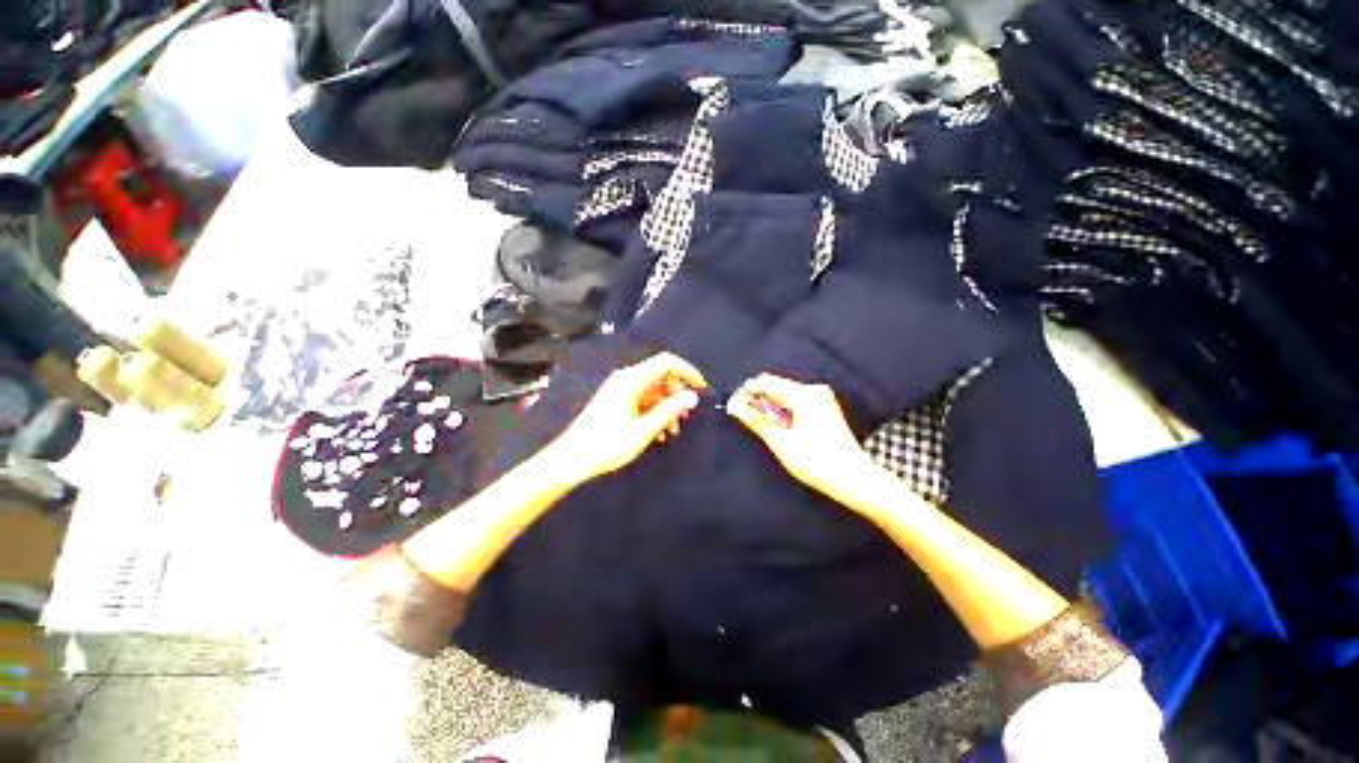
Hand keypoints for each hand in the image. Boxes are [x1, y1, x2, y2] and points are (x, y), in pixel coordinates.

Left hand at [548, 352, 706, 480]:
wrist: (571, 459)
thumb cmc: (606, 445)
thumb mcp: (643, 430)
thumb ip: (669, 411)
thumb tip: (692, 396)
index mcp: (631, 379)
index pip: (666, 362)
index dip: (687, 371)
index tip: (701, 388)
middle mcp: (626, 379)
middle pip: (661, 376)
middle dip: (677, 394)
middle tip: (686, 417)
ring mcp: (620, 390)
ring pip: (653, 390)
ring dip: (667, 407)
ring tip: (673, 431)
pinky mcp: (616, 401)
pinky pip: (643, 400)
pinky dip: (654, 412)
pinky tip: (659, 433)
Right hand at [726, 373, 875, 500]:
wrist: (854, 479)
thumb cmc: (815, 461)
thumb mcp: (780, 442)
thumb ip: (756, 420)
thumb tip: (733, 404)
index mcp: (804, 394)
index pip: (766, 383)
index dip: (747, 392)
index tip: (732, 405)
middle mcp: (813, 389)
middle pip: (777, 386)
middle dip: (758, 398)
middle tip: (744, 416)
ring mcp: (822, 397)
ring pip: (785, 393)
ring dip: (770, 405)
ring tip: (760, 423)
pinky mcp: (824, 406)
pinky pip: (796, 400)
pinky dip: (783, 409)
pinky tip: (779, 425)